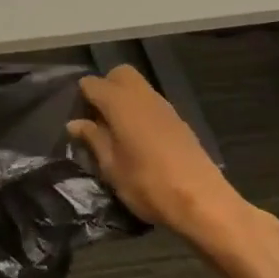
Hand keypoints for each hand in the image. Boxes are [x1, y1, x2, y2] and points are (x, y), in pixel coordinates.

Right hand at [67, 65, 278, 270]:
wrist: (203, 202)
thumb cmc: (148, 185)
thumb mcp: (111, 167)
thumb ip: (93, 140)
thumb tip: (75, 123)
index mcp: (121, 104)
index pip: (92, 84)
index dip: (81, 97)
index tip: (76, 117)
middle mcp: (143, 97)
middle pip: (120, 74)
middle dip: (106, 87)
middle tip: (97, 117)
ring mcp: (165, 107)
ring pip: (138, 88)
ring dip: (124, 100)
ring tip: (115, 131)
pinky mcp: (179, 122)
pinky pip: (152, 104)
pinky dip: (140, 111)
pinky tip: (137, 140)